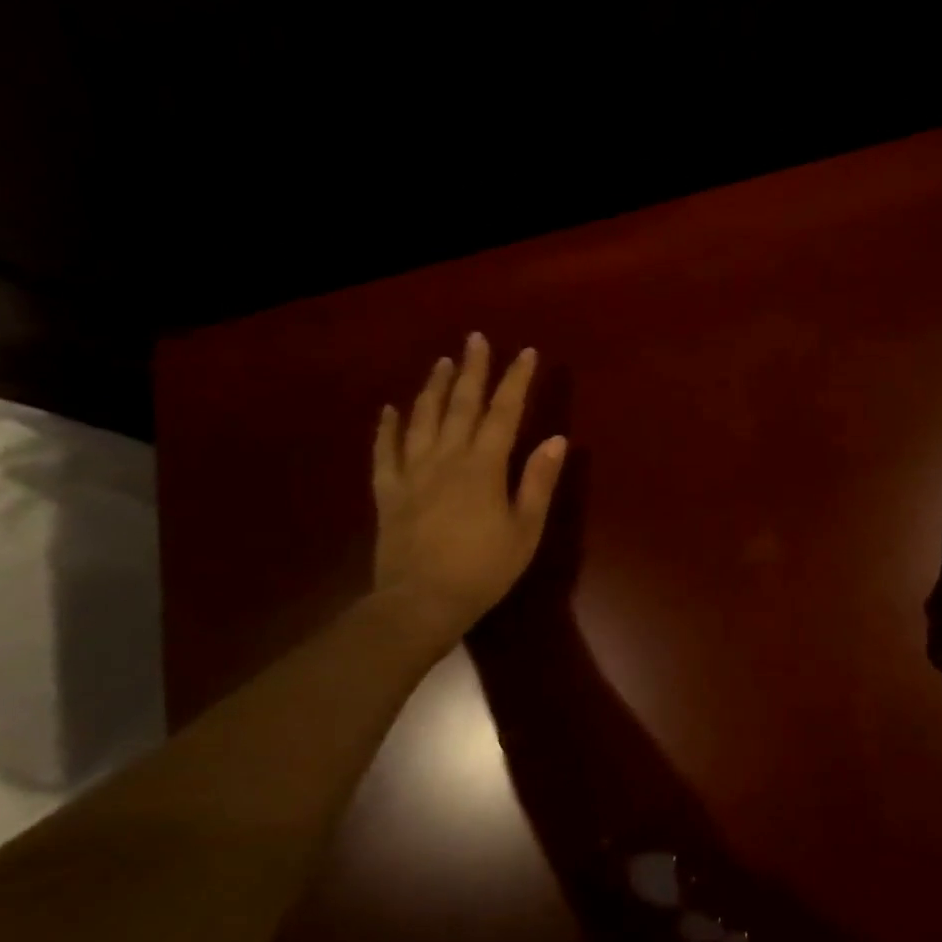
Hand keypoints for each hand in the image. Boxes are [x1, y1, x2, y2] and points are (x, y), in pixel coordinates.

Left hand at [371, 335, 566, 639]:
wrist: (421, 602)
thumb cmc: (484, 569)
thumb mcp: (525, 530)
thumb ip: (538, 482)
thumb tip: (556, 439)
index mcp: (484, 467)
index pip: (504, 413)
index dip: (516, 380)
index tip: (526, 352)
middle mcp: (446, 459)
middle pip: (460, 405)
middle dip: (471, 369)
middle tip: (475, 339)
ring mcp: (412, 473)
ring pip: (422, 420)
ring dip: (432, 388)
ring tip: (441, 362)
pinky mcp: (388, 492)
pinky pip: (385, 452)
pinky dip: (387, 428)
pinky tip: (390, 410)